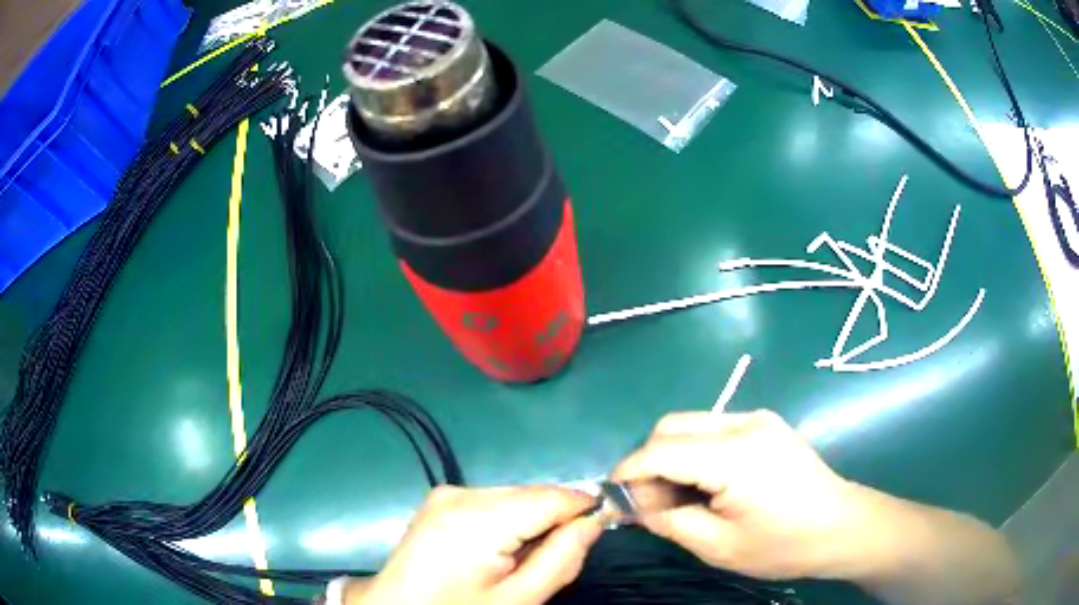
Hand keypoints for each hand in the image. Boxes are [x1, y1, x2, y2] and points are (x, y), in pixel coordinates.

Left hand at [353, 485, 601, 604]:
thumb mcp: (517, 599)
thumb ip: (561, 559)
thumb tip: (594, 522)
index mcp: (478, 517)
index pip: (552, 497)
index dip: (585, 509)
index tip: (605, 526)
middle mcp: (462, 493)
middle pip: (533, 495)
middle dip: (555, 521)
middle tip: (556, 560)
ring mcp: (447, 493)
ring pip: (515, 497)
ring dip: (532, 521)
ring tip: (524, 560)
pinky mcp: (440, 499)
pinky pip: (493, 502)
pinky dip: (509, 521)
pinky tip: (500, 550)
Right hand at [612, 409, 869, 580]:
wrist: (841, 527)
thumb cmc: (783, 545)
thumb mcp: (718, 546)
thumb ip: (669, 521)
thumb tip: (634, 506)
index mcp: (735, 455)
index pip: (660, 450)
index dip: (629, 474)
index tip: (614, 500)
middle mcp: (744, 423)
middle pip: (671, 427)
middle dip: (648, 463)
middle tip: (652, 504)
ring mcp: (757, 419)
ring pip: (690, 425)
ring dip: (671, 458)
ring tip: (679, 498)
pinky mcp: (764, 424)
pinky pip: (712, 430)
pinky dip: (694, 453)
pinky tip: (704, 485)